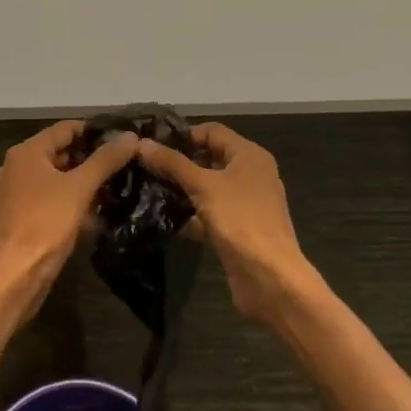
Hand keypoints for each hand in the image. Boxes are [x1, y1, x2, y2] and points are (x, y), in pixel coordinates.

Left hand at [0, 120, 138, 318]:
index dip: (94, 131)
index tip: (121, 138)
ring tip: (112, 187)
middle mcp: (15, 166)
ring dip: (81, 181)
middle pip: (59, 152)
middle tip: (121, 164)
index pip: (65, 129)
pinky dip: (68, 200)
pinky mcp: (17, 215)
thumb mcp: (80, 188)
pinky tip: (92, 214)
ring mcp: (14, 192)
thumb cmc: (46, 224)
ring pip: (54, 177)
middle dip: (89, 158)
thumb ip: (105, 160)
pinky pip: (47, 198)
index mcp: (26, 152)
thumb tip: (130, 136)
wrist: (15, 276)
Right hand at [138, 122, 315, 329]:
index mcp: (249, 155)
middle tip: (146, 168)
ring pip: (209, 187)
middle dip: (180, 163)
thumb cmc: (240, 220)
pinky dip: (193, 215)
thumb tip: (140, 143)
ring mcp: (246, 203)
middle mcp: (251, 174)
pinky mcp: (239, 228)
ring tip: (150, 191)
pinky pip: (212, 212)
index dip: (183, 135)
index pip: (212, 131)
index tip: (152, 145)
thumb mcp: (203, 186)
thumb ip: (172, 163)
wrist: (270, 278)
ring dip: (183, 190)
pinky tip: (168, 221)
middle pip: (210, 158)